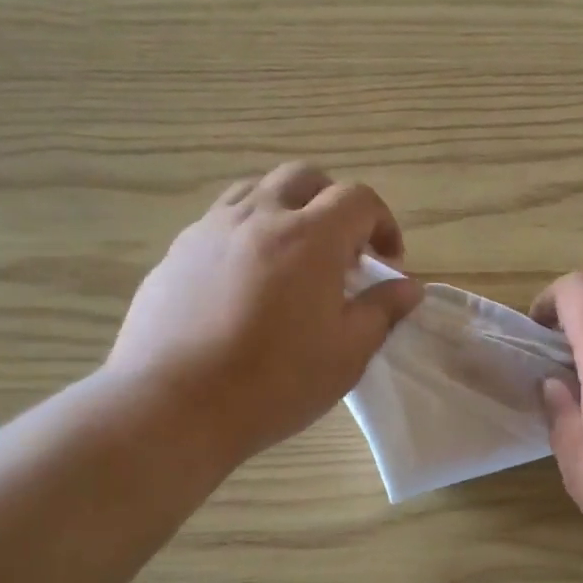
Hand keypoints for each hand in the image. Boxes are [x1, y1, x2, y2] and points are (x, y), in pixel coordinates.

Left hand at [106, 163, 421, 463]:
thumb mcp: (347, 354)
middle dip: (335, 203)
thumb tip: (408, 287)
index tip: (388, 260)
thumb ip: (381, 311)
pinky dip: (249, 233)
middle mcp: (258, 217)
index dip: (383, 222)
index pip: (357, 199)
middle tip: (344, 251)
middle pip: (304, 178)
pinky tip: (248, 282)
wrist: (174, 404)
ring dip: (288, 210)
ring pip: (257, 191)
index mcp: (309, 237)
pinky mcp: (177, 253)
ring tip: (295, 258)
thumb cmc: (275, 383)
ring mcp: (209, 230)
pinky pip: (221, 222)